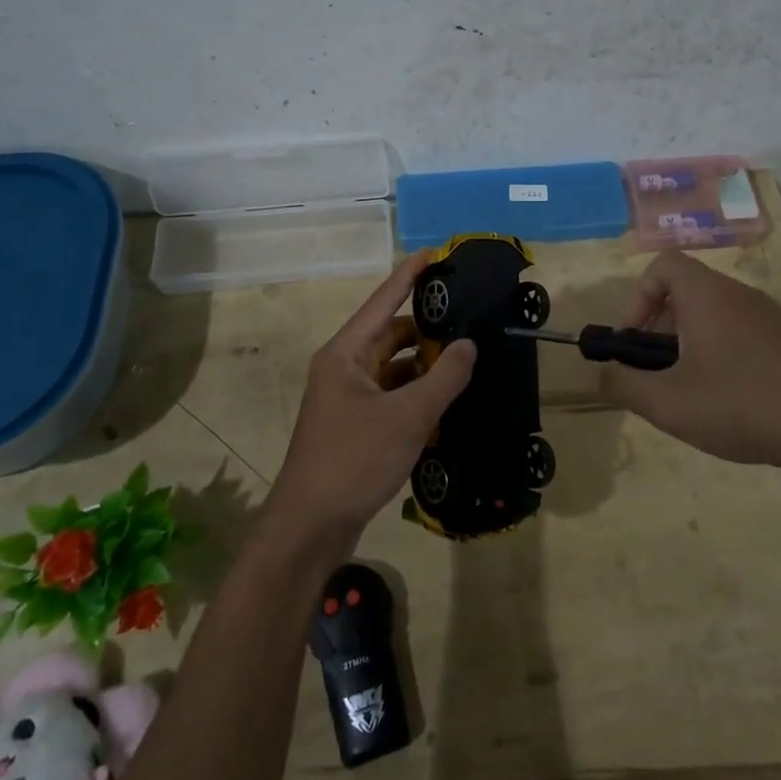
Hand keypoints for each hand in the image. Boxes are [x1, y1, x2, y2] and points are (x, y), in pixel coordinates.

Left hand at [271, 252, 476, 537]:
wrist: (311, 526)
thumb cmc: (354, 459)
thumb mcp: (407, 416)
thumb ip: (443, 377)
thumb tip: (468, 344)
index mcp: (345, 354)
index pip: (382, 302)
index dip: (408, 276)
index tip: (434, 253)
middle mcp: (343, 369)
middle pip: (389, 336)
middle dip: (426, 330)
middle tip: (467, 321)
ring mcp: (347, 399)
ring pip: (393, 369)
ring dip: (424, 367)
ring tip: (465, 361)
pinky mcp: (355, 426)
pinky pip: (391, 398)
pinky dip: (416, 397)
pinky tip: (446, 403)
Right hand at [599, 251, 780, 490]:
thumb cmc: (745, 404)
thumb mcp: (670, 404)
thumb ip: (623, 386)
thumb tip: (596, 375)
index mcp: (707, 296)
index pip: (663, 265)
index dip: (638, 297)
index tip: (635, 341)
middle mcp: (740, 295)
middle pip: (687, 292)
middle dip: (662, 329)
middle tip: (659, 374)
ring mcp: (774, 318)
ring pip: (717, 317)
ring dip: (693, 346)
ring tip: (694, 394)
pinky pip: (746, 336)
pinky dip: (727, 357)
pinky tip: (736, 404)